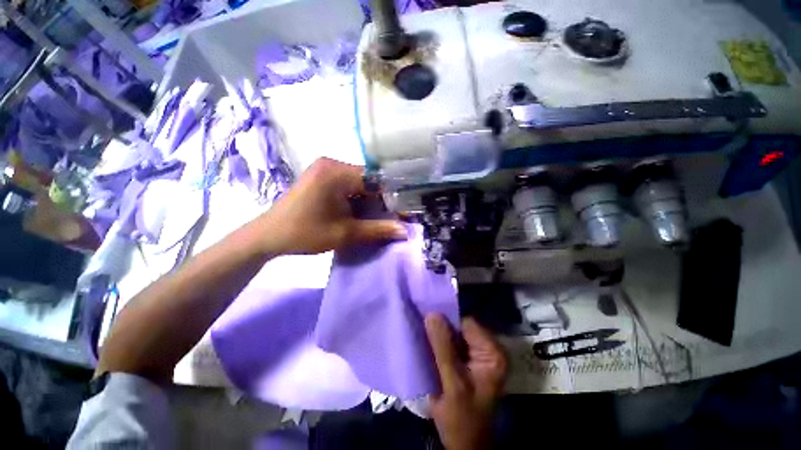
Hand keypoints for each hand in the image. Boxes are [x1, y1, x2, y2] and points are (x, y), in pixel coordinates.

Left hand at [256, 158, 406, 254]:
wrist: (269, 236)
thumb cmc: (305, 233)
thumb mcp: (345, 233)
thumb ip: (378, 230)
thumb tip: (405, 231)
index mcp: (336, 172)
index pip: (376, 180)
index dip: (391, 197)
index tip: (402, 212)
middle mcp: (332, 164)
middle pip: (368, 180)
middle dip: (380, 200)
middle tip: (391, 217)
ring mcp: (326, 169)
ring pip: (359, 183)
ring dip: (369, 200)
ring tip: (377, 217)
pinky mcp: (322, 177)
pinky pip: (348, 184)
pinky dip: (358, 198)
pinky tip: (360, 211)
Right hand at [425, 314, 507, 449]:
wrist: (463, 443)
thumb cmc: (462, 418)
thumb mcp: (452, 383)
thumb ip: (442, 347)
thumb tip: (432, 314)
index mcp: (492, 353)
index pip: (467, 323)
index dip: (446, 319)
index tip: (426, 317)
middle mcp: (488, 349)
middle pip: (461, 327)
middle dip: (441, 327)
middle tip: (422, 325)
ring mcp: (478, 354)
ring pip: (455, 334)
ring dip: (439, 334)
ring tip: (422, 333)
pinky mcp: (468, 360)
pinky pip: (452, 343)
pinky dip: (439, 343)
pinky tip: (428, 344)